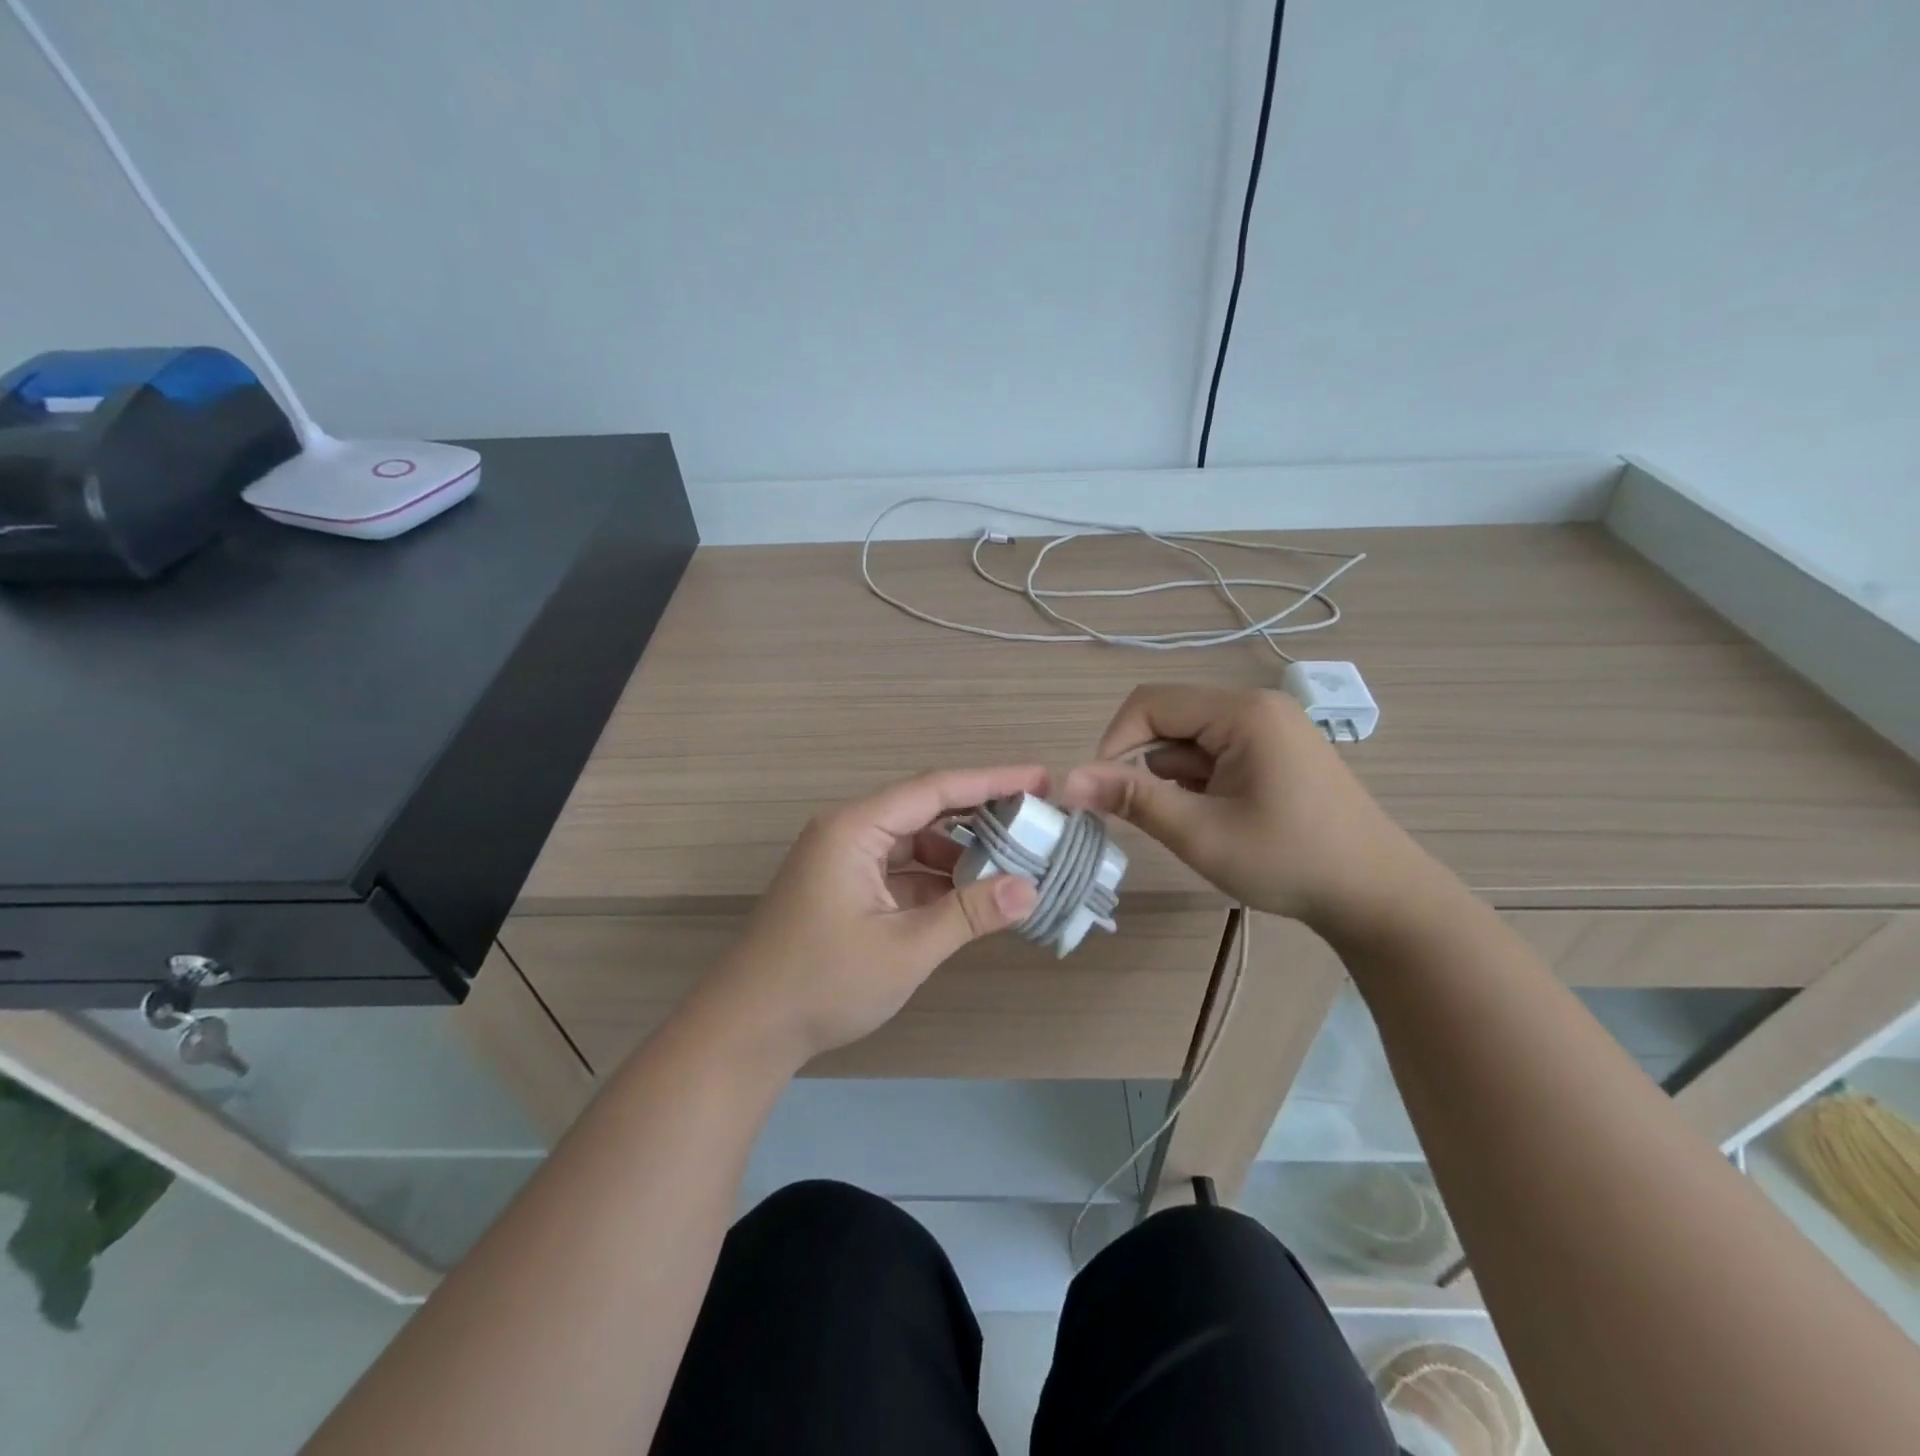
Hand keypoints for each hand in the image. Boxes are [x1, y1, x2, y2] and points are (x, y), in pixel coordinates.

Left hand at [692, 767, 1044, 1070]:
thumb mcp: (905, 948)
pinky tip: (971, 893)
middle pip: (925, 809)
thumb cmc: (823, 982)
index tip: (1041, 778)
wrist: (746, 1030)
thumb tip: (1030, 889)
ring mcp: (844, 861)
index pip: (935, 789)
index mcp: (856, 828)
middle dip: (981, 814)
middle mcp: (849, 832)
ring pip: (914, 841)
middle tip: (1036, 818)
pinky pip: (900, 869)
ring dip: (960, 852)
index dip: (993, 780)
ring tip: (1014, 861)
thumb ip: (969, 914)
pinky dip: (936, 878)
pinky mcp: (844, 888)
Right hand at [1058, 684, 1432, 934]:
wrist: (1377, 896)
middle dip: (1145, 764)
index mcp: (1242, 712)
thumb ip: (1133, 799)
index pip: (1150, 703)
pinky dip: (1200, 781)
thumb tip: (1067, 780)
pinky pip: (1217, 752)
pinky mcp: (1277, 751)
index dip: (1114, 742)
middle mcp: (1256, 706)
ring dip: (1174, 777)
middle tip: (1149, 816)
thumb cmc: (1289, 861)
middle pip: (1170, 718)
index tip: (1103, 792)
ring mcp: (1271, 728)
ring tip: (1195, 825)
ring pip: (1191, 739)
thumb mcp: (1201, 833)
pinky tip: (1217, 819)